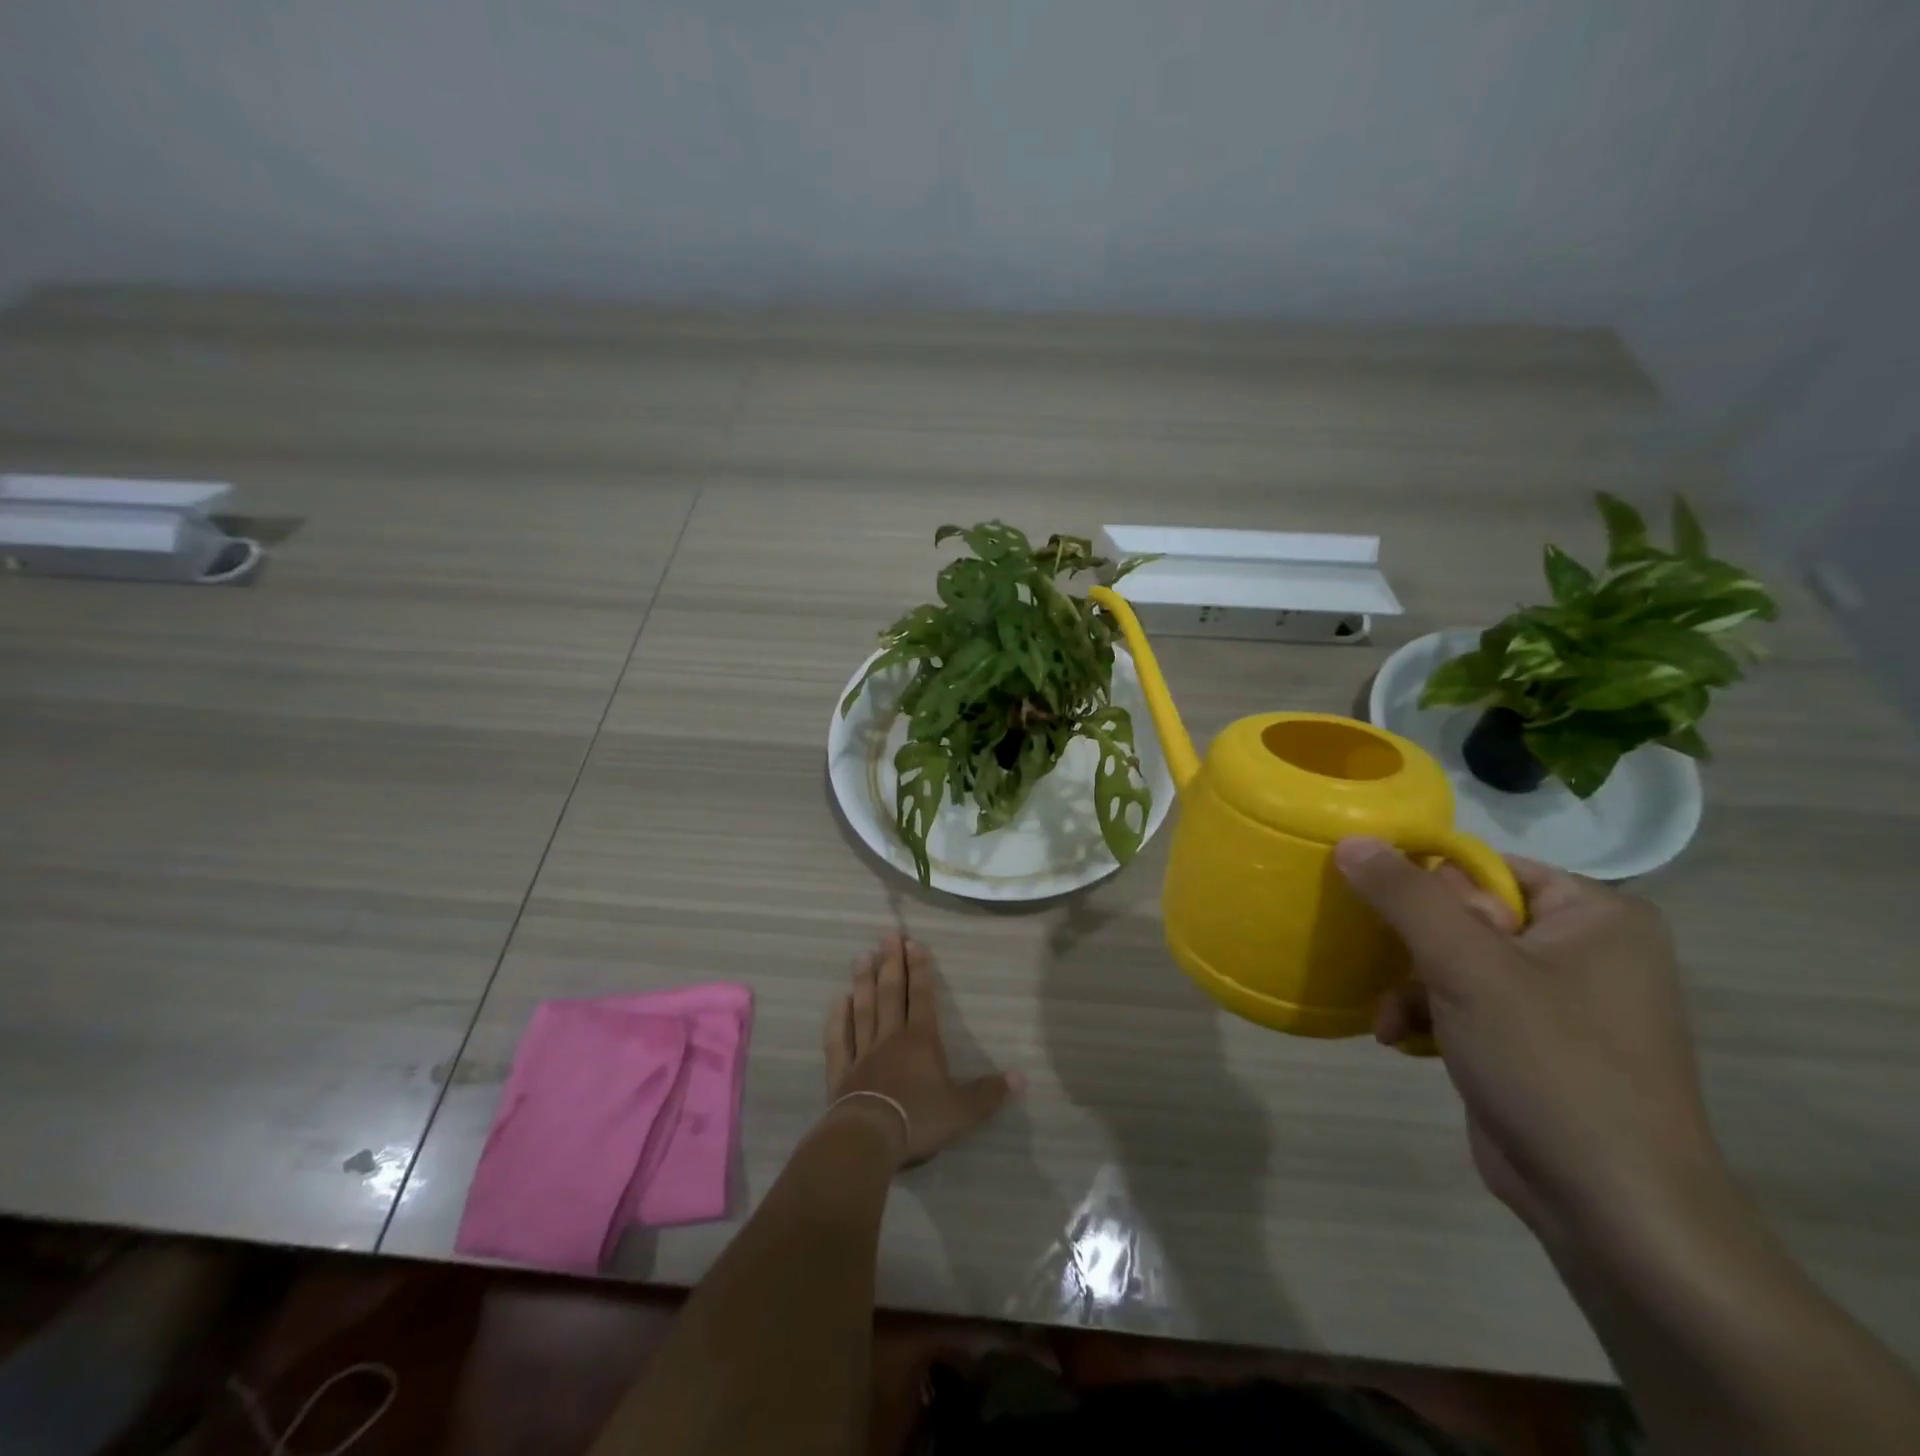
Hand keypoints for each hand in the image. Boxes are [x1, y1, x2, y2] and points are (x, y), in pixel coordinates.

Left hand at [823, 934, 1021, 1167]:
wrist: (868, 1138)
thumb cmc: (919, 1119)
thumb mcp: (962, 1110)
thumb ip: (989, 1093)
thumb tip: (1022, 1077)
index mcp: (921, 1041)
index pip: (922, 997)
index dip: (919, 969)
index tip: (913, 942)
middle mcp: (891, 1038)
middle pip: (891, 994)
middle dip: (891, 963)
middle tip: (887, 935)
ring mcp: (863, 1053)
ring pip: (864, 1009)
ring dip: (863, 982)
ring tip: (862, 955)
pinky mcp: (841, 1072)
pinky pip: (839, 1039)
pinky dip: (838, 1019)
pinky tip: (838, 1000)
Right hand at [1336, 837, 1726, 1244]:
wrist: (1612, 1209)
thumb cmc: (1550, 1064)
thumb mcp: (1466, 966)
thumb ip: (1405, 896)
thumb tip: (1351, 838)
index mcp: (1595, 914)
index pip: (1484, 867)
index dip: (1429, 888)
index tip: (1391, 918)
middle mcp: (1585, 948)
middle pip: (1464, 913)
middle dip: (1413, 947)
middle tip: (1390, 968)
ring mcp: (1561, 999)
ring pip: (1455, 960)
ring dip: (1411, 986)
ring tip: (1388, 1016)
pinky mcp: (1535, 1042)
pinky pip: (1465, 1002)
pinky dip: (1428, 1015)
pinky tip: (1398, 1039)